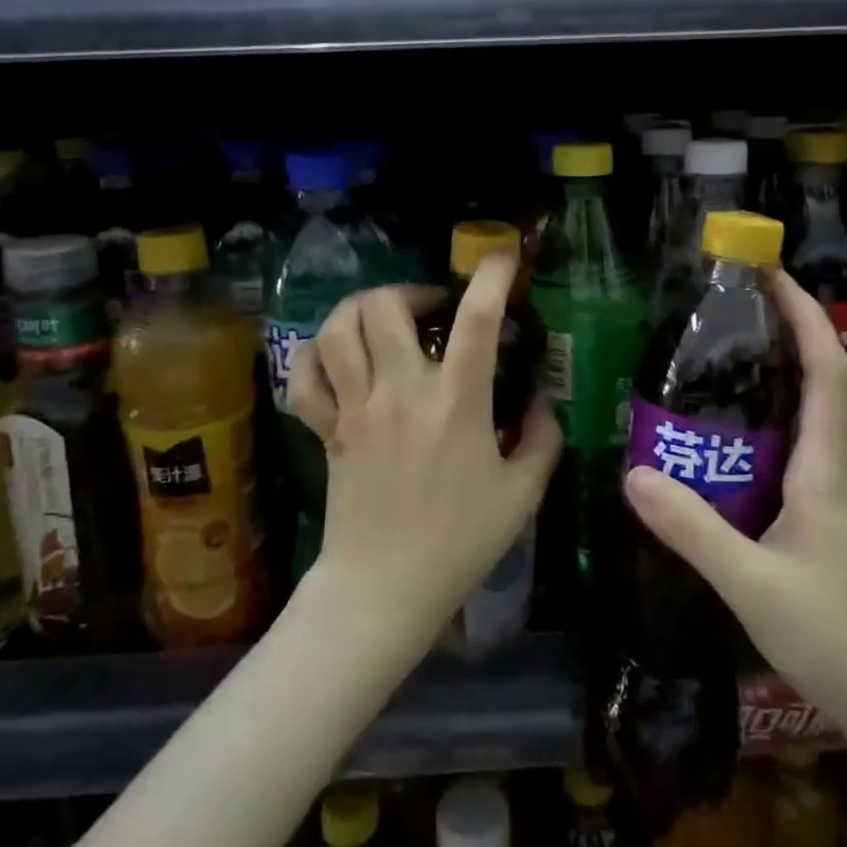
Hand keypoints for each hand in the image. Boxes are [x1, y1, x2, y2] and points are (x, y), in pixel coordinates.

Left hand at [285, 255, 562, 648]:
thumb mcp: (522, 494)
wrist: (384, 588)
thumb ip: (541, 438)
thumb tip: (541, 400)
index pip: (475, 321)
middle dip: (411, 290)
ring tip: (384, 320)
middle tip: (432, 310)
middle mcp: (400, 392)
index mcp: (456, 403)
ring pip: (337, 329)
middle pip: (385, 306)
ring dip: (361, 309)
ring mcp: (356, 407)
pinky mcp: (326, 428)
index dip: (492, 277)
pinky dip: (315, 354)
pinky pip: (304, 375)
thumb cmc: (460, 542)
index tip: (503, 258)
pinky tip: (337, 356)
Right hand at [622, 270, 846, 734]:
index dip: (805, 317)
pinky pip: (784, 461)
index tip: (773, 275)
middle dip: (780, 338)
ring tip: (708, 370)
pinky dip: (754, 438)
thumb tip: (633, 472)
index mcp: (824, 470)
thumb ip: (693, 529)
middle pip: (814, 386)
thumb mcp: (754, 584)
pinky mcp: (819, 528)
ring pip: (798, 425)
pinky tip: (717, 453)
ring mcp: (828, 502)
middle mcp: (831, 473)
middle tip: (724, 312)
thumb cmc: (842, 639)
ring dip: (765, 387)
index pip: (826, 372)